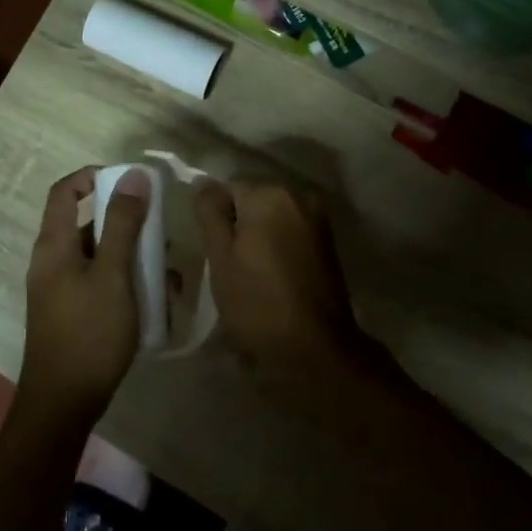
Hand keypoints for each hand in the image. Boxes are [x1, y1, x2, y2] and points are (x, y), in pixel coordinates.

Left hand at [19, 167, 149, 424]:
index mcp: (54, 245)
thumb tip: (132, 175)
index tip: (131, 182)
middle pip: (86, 223)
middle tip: (160, 232)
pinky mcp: (72, 311)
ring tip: (167, 271)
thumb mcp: (113, 275)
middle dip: (125, 222)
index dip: (94, 176)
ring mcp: (61, 288)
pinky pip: (100, 281)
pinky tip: (157, 298)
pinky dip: (126, 280)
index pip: (65, 191)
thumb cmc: (90, 333)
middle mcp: (52, 261)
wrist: (64, 401)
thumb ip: (122, 225)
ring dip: (132, 255)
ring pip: (98, 255)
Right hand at [191, 179, 374, 376]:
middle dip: (239, 223)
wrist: (312, 349)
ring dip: (259, 235)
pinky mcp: (328, 242)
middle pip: (254, 198)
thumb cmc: (257, 303)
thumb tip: (203, 181)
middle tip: (228, 264)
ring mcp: (318, 219)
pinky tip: (271, 274)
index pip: (228, 187)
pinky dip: (278, 245)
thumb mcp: (221, 258)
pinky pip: (291, 231)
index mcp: (270, 195)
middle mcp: (299, 196)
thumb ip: (211, 213)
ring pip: (273, 216)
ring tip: (249, 272)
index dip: (215, 217)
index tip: (213, 249)